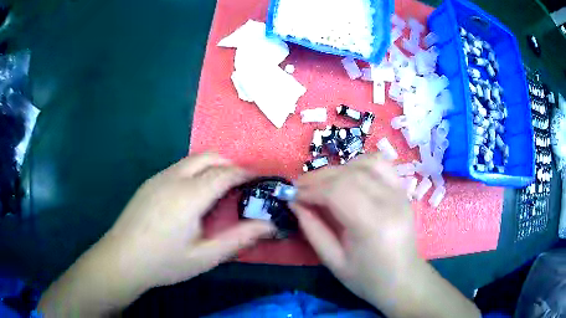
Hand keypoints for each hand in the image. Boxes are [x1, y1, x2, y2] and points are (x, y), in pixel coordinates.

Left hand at [104, 153, 274, 288]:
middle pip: (209, 157)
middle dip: (229, 165)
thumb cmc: (164, 262)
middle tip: (240, 187)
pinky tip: (192, 197)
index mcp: (189, 195)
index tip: (257, 184)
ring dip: (211, 168)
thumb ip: (239, 238)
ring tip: (218, 192)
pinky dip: (195, 172)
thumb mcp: (205, 256)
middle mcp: (174, 177)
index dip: (245, 175)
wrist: (122, 259)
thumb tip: (268, 225)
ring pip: (192, 160)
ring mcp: (159, 178)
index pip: (225, 173)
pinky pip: (179, 168)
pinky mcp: (149, 183)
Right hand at [291, 153, 479, 317]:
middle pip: (349, 173)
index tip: (291, 195)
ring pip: (364, 163)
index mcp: (373, 224)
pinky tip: (349, 177)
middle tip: (299, 187)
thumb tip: (294, 202)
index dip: (310, 189)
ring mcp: (400, 192)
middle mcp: (390, 201)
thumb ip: (312, 228)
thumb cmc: (367, 278)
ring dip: (337, 169)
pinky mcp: (402, 190)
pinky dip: (359, 165)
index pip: (337, 191)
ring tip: (323, 183)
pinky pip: (380, 164)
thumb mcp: (333, 261)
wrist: (403, 279)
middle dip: (318, 177)